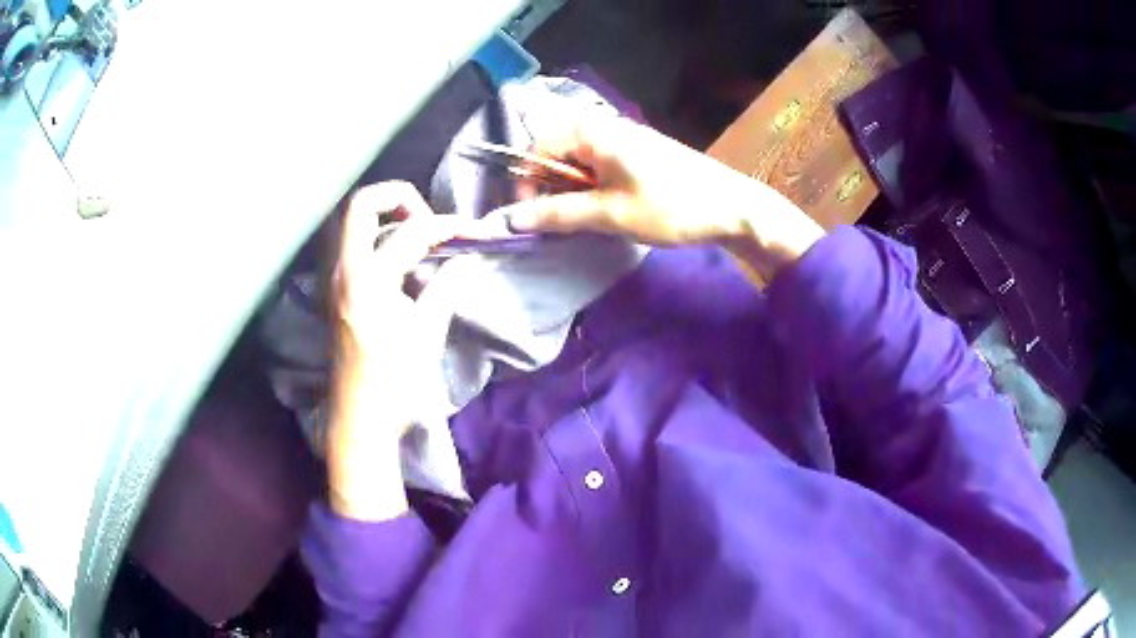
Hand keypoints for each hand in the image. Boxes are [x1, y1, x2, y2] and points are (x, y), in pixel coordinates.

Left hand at [328, 181, 481, 520]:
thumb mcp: (427, 334)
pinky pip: (354, 247)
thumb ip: (446, 287)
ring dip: (387, 218)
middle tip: (429, 221)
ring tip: (420, 239)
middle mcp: (344, 271)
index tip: (472, 231)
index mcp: (368, 281)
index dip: (446, 225)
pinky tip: (403, 265)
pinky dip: (379, 240)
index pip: (410, 233)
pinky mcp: (337, 293)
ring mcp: (335, 281)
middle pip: (362, 204)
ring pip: (354, 224)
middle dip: (400, 199)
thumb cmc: (395, 383)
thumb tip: (465, 259)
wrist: (360, 420)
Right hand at [501, 114, 824, 279]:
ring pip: (579, 162)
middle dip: (550, 188)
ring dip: (573, 191)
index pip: (537, 148)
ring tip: (587, 219)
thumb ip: (557, 214)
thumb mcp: (610, 214)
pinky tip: (607, 209)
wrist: (733, 208)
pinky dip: (593, 188)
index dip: (526, 182)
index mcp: (594, 132)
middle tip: (560, 222)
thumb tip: (510, 219)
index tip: (530, 217)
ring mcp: (625, 138)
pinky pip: (600, 165)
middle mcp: (606, 127)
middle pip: (556, 152)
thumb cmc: (670, 207)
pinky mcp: (640, 153)